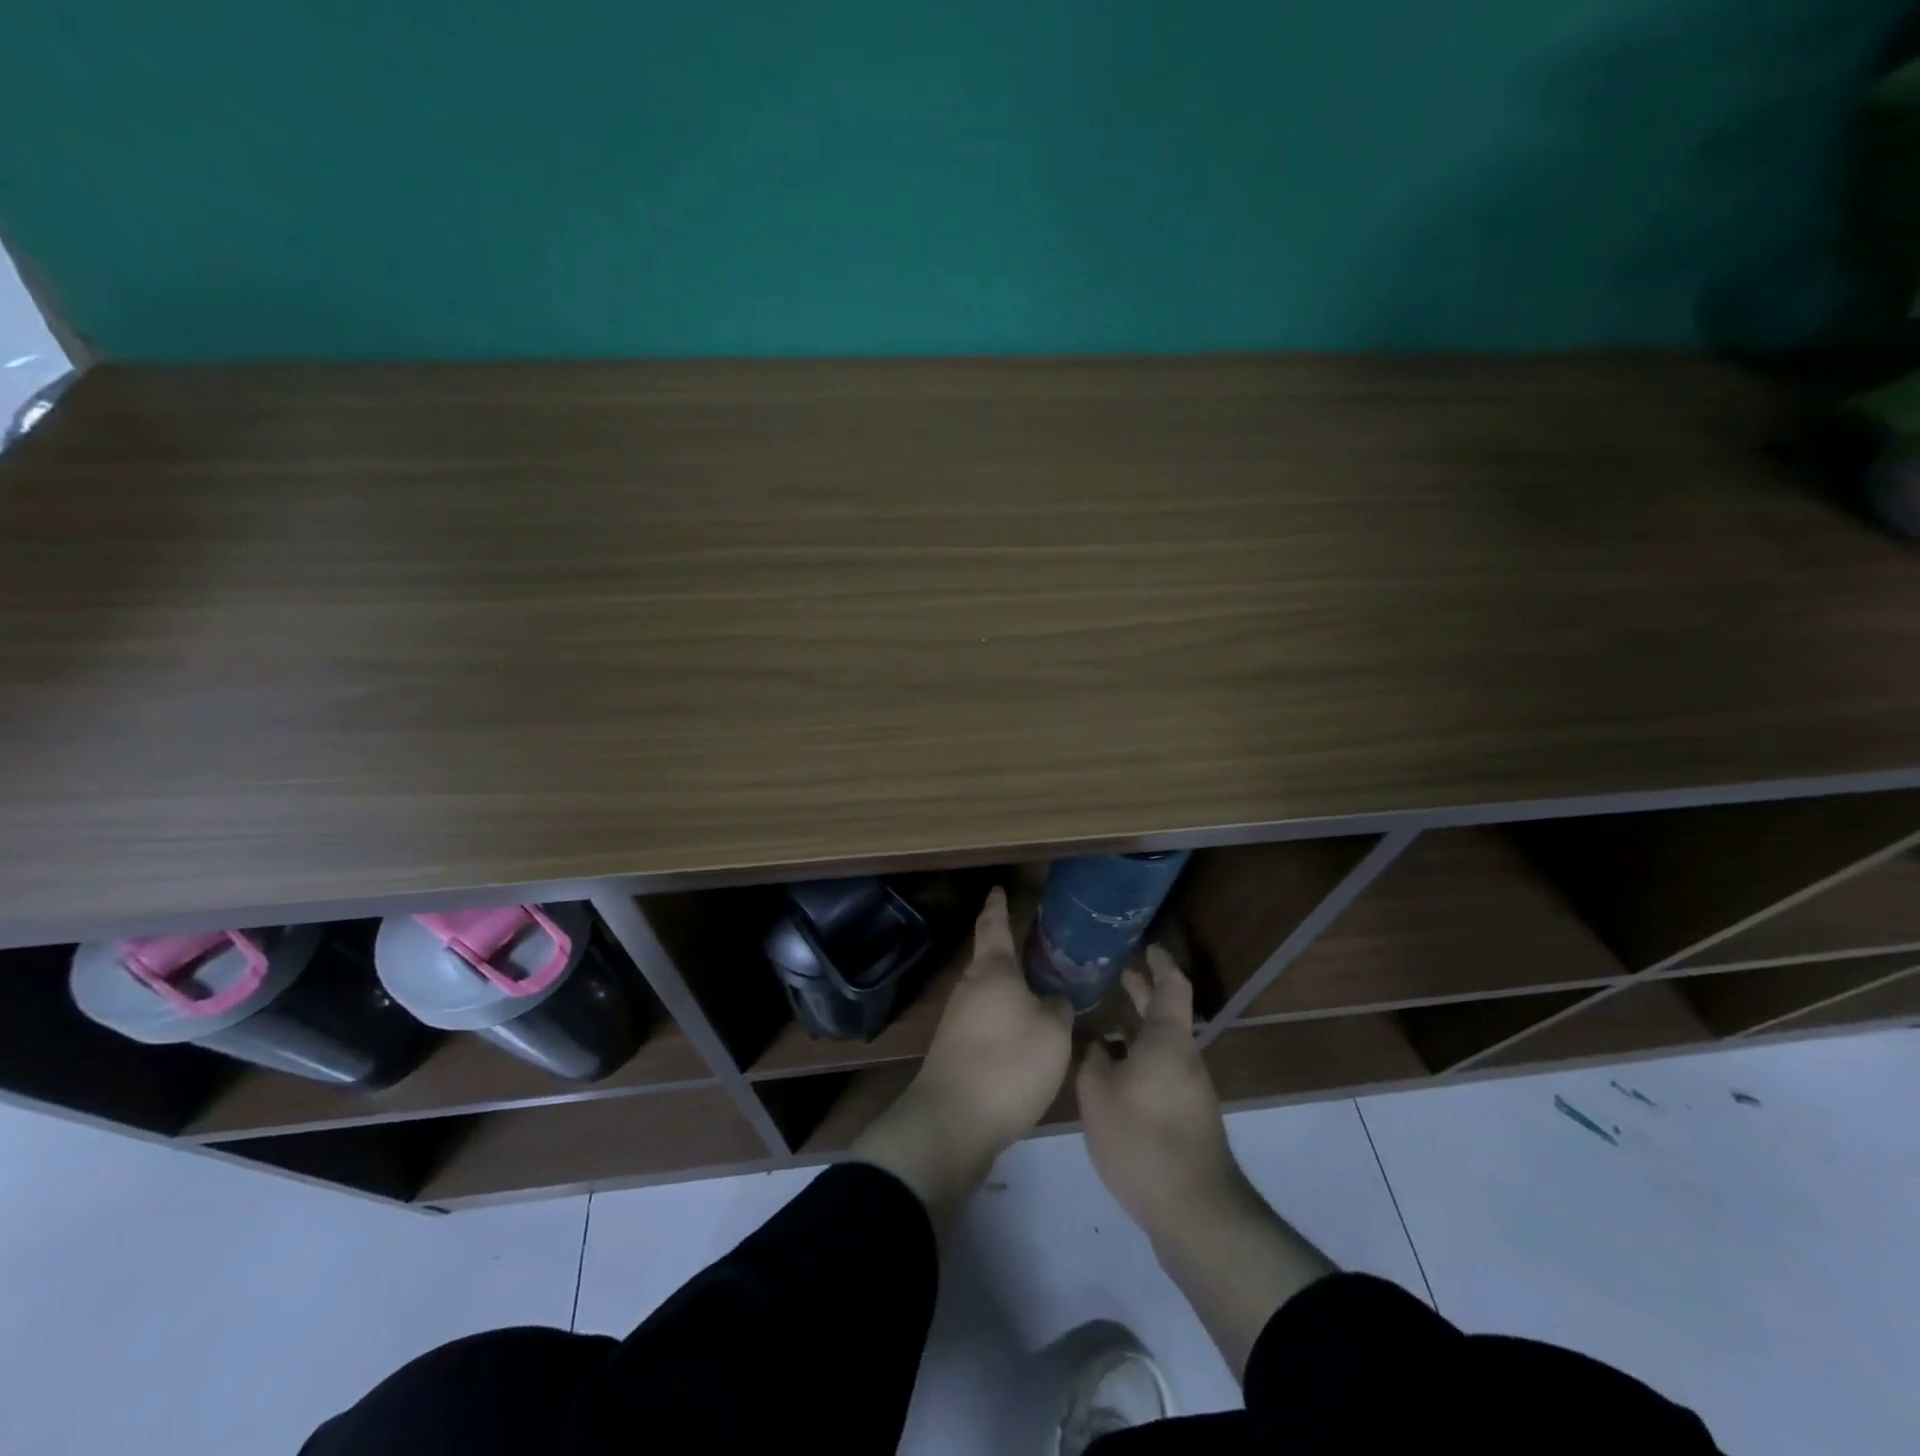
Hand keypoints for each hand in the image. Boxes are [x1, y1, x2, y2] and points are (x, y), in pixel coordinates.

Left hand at [850, 886, 1073, 1224]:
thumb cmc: (1009, 1062)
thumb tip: (1054, 998)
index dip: (998, 906)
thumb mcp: (1053, 1032)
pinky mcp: (955, 1049)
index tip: (998, 889)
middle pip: (990, 961)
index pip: (994, 926)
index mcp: (993, 970)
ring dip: (1010, 991)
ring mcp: (957, 1019)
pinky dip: (1005, 1020)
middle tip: (1038, 948)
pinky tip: (1024, 1037)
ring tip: (1039, 994)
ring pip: (988, 993)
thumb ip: (1058, 1007)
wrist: (954, 1120)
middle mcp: (969, 987)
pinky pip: (985, 1022)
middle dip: (1010, 953)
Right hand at [1079, 946, 1338, 1378]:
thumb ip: (1089, 1055)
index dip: (1158, 961)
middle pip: (1164, 1012)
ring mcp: (1186, 1088)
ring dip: (1133, 1027)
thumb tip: (1087, 1035)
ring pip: (1158, 1044)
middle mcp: (1182, 1056)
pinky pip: (1156, 1069)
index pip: (1171, 984)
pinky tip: (1107, 1071)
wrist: (1193, 1210)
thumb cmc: (1143, 1137)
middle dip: (1141, 990)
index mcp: (1166, 1038)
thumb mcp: (1098, 1091)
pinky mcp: (1183, 1116)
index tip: (1143, 945)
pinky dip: (1134, 1057)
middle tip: (1113, 971)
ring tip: (1099, 1020)